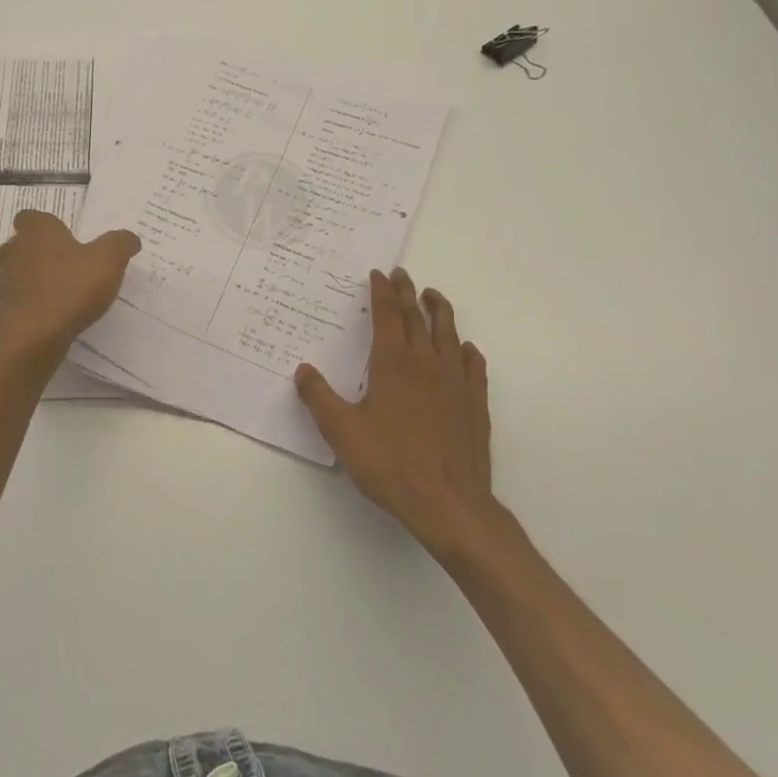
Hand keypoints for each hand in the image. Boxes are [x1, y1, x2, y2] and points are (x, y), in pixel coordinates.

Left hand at [0, 210, 140, 357]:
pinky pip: (18, 303)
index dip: (49, 226)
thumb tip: (129, 238)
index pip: (32, 217)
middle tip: (70, 266)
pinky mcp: (0, 311)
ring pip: (19, 274)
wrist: (31, 339)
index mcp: (36, 231)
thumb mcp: (108, 261)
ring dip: (36, 281)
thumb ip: (120, 244)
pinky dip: (31, 307)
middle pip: (24, 245)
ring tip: (63, 296)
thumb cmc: (69, 289)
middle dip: (43, 253)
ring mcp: (2, 282)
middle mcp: (13, 251)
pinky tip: (52, 319)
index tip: (67, 239)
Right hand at [295, 269, 501, 558]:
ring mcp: (455, 382)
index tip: (378, 274)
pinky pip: (473, 364)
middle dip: (407, 292)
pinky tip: (464, 348)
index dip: (382, 292)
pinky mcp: (475, 403)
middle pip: (417, 317)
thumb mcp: (341, 432)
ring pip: (448, 334)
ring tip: (433, 295)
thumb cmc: (390, 464)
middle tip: (402, 274)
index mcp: (393, 363)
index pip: (387, 315)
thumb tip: (302, 369)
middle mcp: (426, 363)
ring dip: (439, 310)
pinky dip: (466, 349)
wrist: (449, 502)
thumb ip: (319, 398)